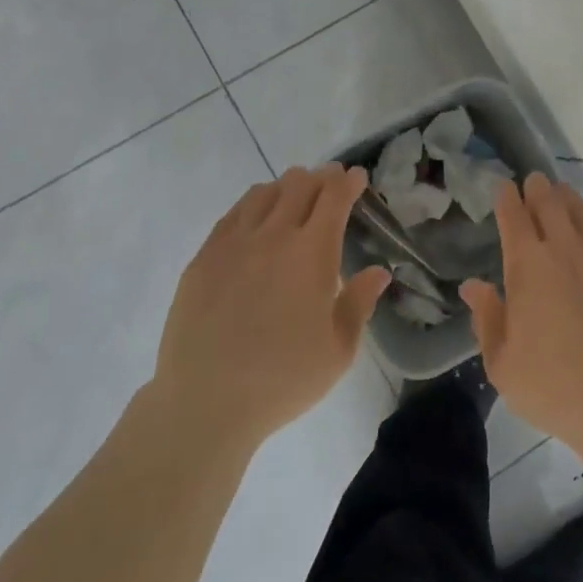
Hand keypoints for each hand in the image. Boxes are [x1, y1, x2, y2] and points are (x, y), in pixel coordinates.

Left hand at [153, 165, 390, 452]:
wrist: (205, 404)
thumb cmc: (283, 380)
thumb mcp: (339, 351)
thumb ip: (360, 303)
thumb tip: (379, 271)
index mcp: (312, 253)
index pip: (334, 197)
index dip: (349, 181)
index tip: (357, 177)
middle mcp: (274, 236)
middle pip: (300, 184)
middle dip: (321, 178)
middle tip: (330, 185)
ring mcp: (234, 244)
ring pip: (264, 192)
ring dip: (286, 188)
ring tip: (294, 199)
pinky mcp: (203, 258)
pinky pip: (233, 214)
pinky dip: (253, 205)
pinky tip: (256, 220)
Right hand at [461, 172, 582, 459]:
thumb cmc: (555, 386)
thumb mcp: (503, 364)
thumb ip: (487, 318)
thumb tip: (473, 285)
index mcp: (527, 265)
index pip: (514, 214)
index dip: (507, 196)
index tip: (504, 188)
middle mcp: (564, 247)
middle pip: (548, 200)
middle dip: (536, 188)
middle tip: (532, 185)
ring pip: (580, 207)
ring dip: (566, 198)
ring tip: (560, 198)